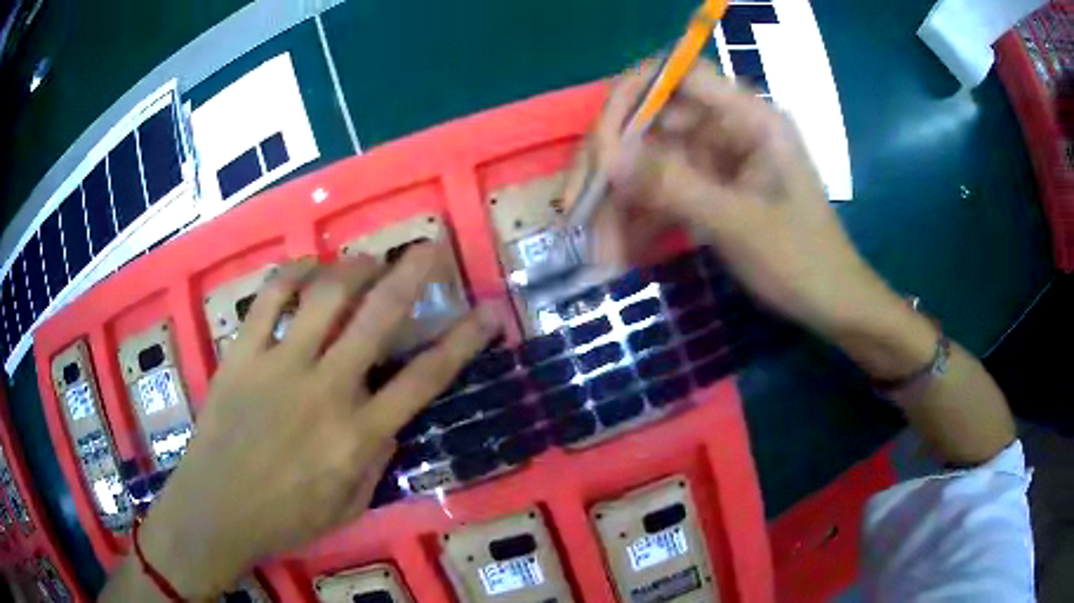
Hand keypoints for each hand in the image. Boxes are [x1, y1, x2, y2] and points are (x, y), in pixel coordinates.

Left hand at [135, 247, 495, 596]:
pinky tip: (305, 267)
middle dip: (411, 274)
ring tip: (366, 261)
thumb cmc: (286, 518)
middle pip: (378, 317)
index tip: (488, 312)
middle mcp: (325, 389)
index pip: (425, 378)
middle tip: (429, 248)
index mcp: (358, 434)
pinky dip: (290, 274)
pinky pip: (268, 299)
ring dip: (352, 269)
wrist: (217, 510)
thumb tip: (389, 419)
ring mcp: (279, 366)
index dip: (464, 340)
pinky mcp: (242, 355)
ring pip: (324, 296)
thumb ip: (377, 461)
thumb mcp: (350, 506)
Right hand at [576, 60, 911, 343]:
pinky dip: (639, 218)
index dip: (633, 95)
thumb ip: (675, 186)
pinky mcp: (708, 187)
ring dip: (619, 201)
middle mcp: (728, 126)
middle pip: (651, 118)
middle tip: (578, 207)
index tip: (602, 143)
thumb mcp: (740, 224)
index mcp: (750, 117)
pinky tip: (618, 250)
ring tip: (597, 249)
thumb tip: (608, 158)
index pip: (679, 74)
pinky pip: (661, 190)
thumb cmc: (802, 262)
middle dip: (612, 163)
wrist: (831, 303)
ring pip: (648, 160)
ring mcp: (716, 158)